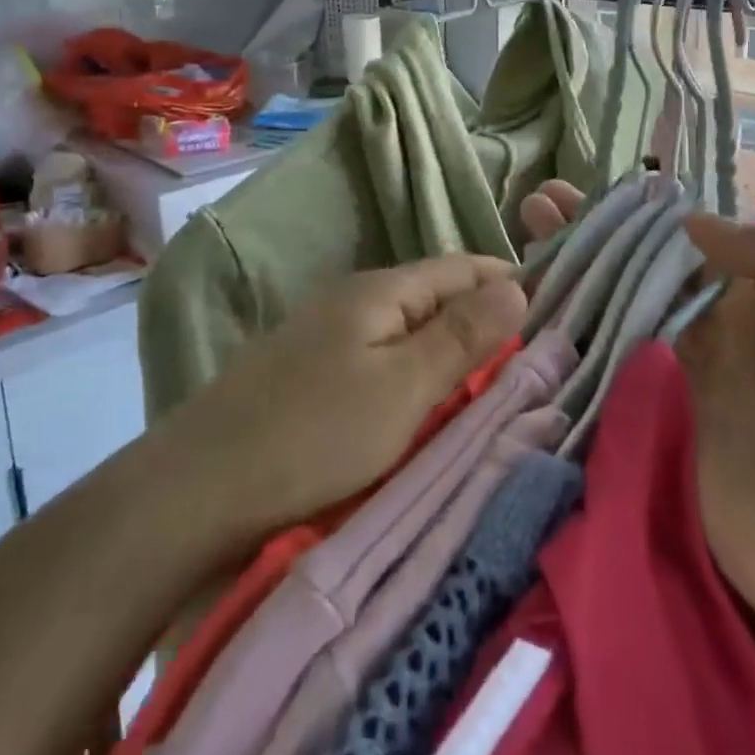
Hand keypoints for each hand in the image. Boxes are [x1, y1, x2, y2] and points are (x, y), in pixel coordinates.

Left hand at [165, 255, 525, 536]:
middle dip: (483, 322)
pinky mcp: (311, 372)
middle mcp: (354, 299)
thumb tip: (519, 286)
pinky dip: (413, 376)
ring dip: (448, 352)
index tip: (555, 317)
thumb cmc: (313, 434)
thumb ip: (461, 337)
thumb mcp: (402, 388)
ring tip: (491, 388)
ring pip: (408, 331)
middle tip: (533, 364)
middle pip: (435, 297)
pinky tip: (425, 404)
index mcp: (381, 290)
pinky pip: (381, 359)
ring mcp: (328, 334)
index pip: (461, 267)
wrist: (199, 486)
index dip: (507, 284)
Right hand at [514, 181, 754, 624]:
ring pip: (619, 296)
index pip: (689, 237)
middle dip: (595, 229)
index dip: (641, 210)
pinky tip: (541, 293)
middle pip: (643, 261)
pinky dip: (577, 319)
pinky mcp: (652, 402)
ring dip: (578, 263)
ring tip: (530, 229)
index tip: (594, 188)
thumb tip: (688, 219)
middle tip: (542, 201)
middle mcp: (712, 319)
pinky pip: (611, 348)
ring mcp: (678, 362)